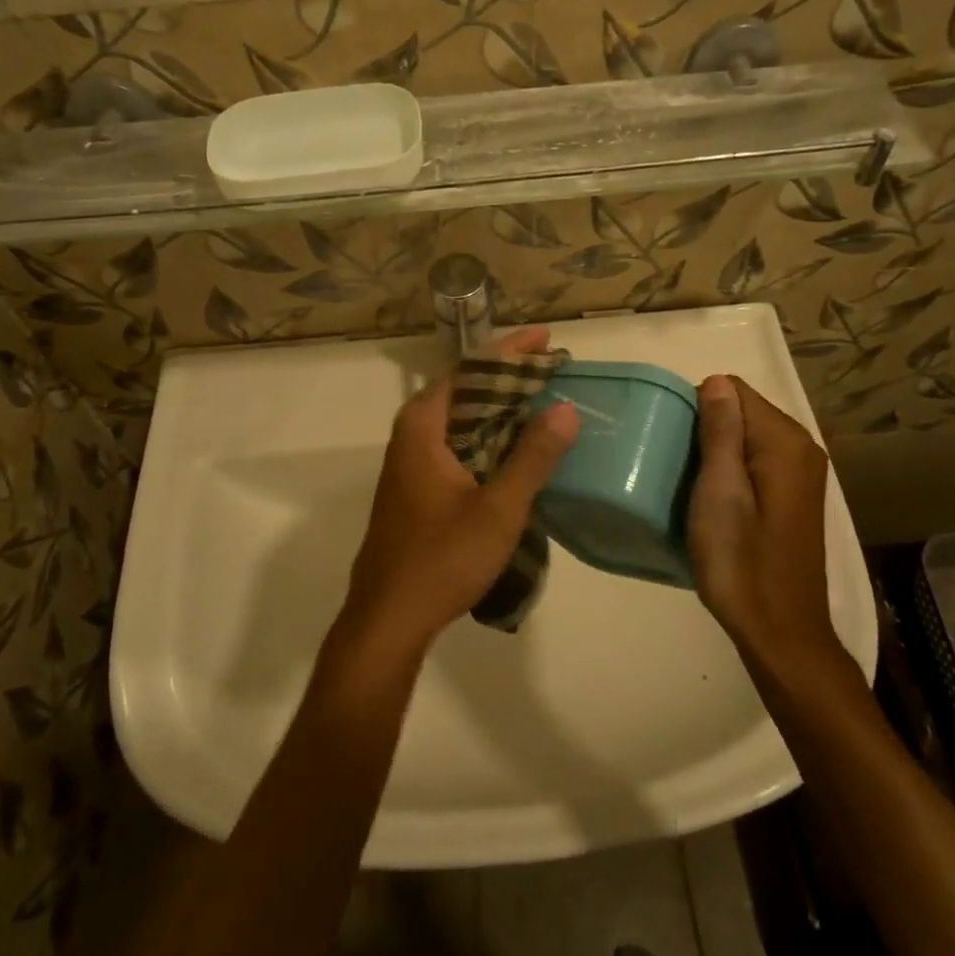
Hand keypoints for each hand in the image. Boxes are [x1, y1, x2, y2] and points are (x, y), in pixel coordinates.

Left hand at [338, 328, 579, 660]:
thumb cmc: (442, 558)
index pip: (469, 368)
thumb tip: (565, 409)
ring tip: (546, 402)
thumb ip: (533, 457)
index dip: (509, 350)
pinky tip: (519, 449)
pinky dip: (489, 437)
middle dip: (509, 377)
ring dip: (500, 408)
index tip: (546, 338)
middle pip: (464, 389)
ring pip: (461, 419)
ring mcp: (412, 461)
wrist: (389, 617)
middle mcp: (412, 433)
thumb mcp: (499, 508)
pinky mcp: (418, 486)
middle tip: (554, 371)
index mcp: (424, 425)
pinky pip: (458, 444)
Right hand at [687, 376, 838, 668]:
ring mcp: (800, 473)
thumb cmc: (740, 561)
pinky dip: (729, 469)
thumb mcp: (720, 492)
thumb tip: (717, 381)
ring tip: (688, 482)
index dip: (698, 408)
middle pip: (742, 411)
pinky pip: (753, 461)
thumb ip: (721, 432)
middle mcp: (801, 448)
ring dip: (715, 451)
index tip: (675, 445)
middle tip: (677, 466)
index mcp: (785, 442)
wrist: (778, 631)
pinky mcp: (792, 495)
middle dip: (706, 428)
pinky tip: (712, 498)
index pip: (733, 391)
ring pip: (745, 437)